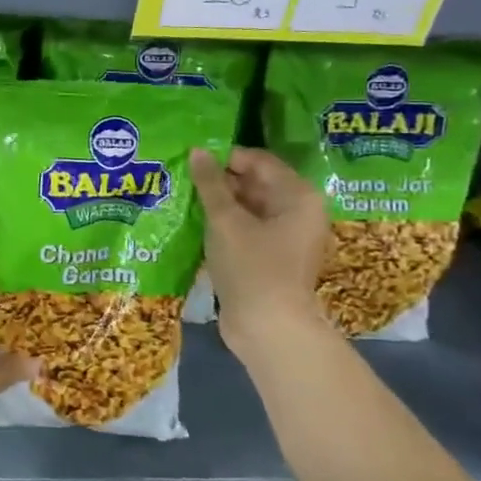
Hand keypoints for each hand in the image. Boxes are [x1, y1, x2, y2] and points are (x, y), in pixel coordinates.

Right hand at [191, 146, 332, 355]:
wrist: (268, 329)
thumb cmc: (252, 267)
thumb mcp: (226, 220)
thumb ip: (211, 183)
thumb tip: (197, 151)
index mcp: (298, 196)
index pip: (259, 161)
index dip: (225, 157)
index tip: (191, 159)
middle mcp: (298, 212)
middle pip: (255, 183)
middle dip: (220, 180)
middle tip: (182, 177)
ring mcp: (286, 237)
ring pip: (248, 207)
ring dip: (218, 203)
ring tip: (183, 197)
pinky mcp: (271, 257)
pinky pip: (246, 229)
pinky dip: (224, 224)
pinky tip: (195, 223)